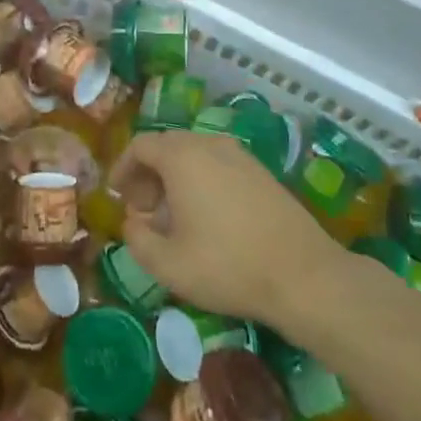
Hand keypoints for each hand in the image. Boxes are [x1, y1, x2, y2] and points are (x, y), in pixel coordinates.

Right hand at [108, 131, 342, 328]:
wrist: (304, 275)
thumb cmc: (228, 266)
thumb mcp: (168, 264)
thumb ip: (138, 239)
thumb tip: (133, 222)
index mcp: (183, 157)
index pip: (141, 145)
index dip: (123, 168)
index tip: (117, 196)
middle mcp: (210, 145)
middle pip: (168, 146)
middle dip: (148, 174)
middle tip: (143, 209)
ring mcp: (241, 156)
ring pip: (195, 154)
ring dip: (175, 177)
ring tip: (173, 216)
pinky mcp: (262, 172)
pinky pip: (218, 164)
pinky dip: (201, 180)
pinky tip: (207, 217)